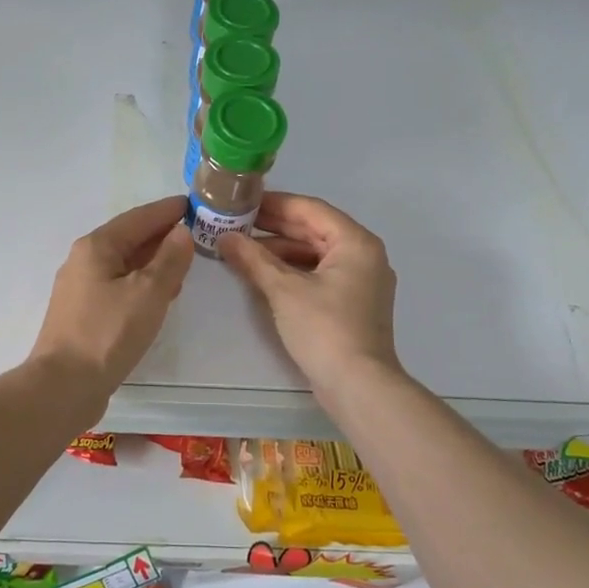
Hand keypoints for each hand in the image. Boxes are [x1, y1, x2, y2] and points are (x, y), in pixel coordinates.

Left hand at [28, 196, 194, 410]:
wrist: (63, 385)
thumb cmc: (108, 333)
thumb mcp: (148, 293)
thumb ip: (169, 260)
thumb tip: (181, 232)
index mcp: (97, 246)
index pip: (139, 217)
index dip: (167, 210)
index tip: (193, 204)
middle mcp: (84, 260)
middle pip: (128, 238)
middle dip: (161, 234)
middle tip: (195, 232)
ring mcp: (80, 288)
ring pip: (123, 263)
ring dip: (152, 259)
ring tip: (183, 262)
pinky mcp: (83, 313)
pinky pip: (118, 284)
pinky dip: (141, 281)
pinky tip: (159, 294)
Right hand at [219, 192, 401, 398]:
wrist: (359, 386)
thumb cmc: (325, 329)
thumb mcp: (284, 290)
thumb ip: (253, 259)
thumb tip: (224, 237)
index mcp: (355, 242)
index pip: (310, 209)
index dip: (274, 203)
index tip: (242, 201)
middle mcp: (364, 255)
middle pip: (314, 229)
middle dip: (274, 227)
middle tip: (236, 223)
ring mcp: (361, 281)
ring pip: (315, 253)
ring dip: (280, 250)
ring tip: (243, 249)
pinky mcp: (353, 303)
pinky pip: (320, 273)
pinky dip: (293, 270)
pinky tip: (264, 274)